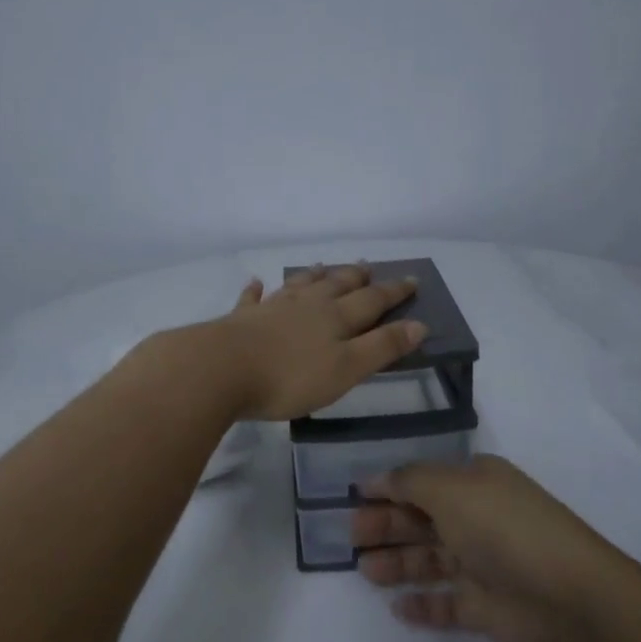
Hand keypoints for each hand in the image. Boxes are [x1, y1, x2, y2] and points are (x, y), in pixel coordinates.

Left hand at [209, 264, 428, 421]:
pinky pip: (253, 299)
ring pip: (299, 285)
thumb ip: (381, 347)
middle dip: (356, 277)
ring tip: (323, 265)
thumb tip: (419, 325)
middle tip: (367, 265)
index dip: (393, 291)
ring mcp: (272, 308)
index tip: (412, 280)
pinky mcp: (242, 319)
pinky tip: (256, 283)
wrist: (221, 369)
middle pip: (337, 285)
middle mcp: (307, 305)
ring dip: (314, 275)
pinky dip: (257, 290)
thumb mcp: (346, 369)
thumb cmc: (290, 376)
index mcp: (335, 317)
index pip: (372, 300)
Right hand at [351, 454, 632, 641]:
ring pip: (430, 560)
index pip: (422, 481)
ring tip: (365, 571)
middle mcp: (477, 518)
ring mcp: (483, 564)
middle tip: (350, 536)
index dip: (388, 488)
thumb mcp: (453, 490)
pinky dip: (423, 604)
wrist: (572, 597)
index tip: (352, 496)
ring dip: (398, 563)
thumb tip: (379, 478)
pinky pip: (446, 603)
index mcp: (474, 484)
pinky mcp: (487, 607)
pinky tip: (397, 608)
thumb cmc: (505, 529)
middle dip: (386, 526)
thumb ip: (410, 482)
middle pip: (422, 520)